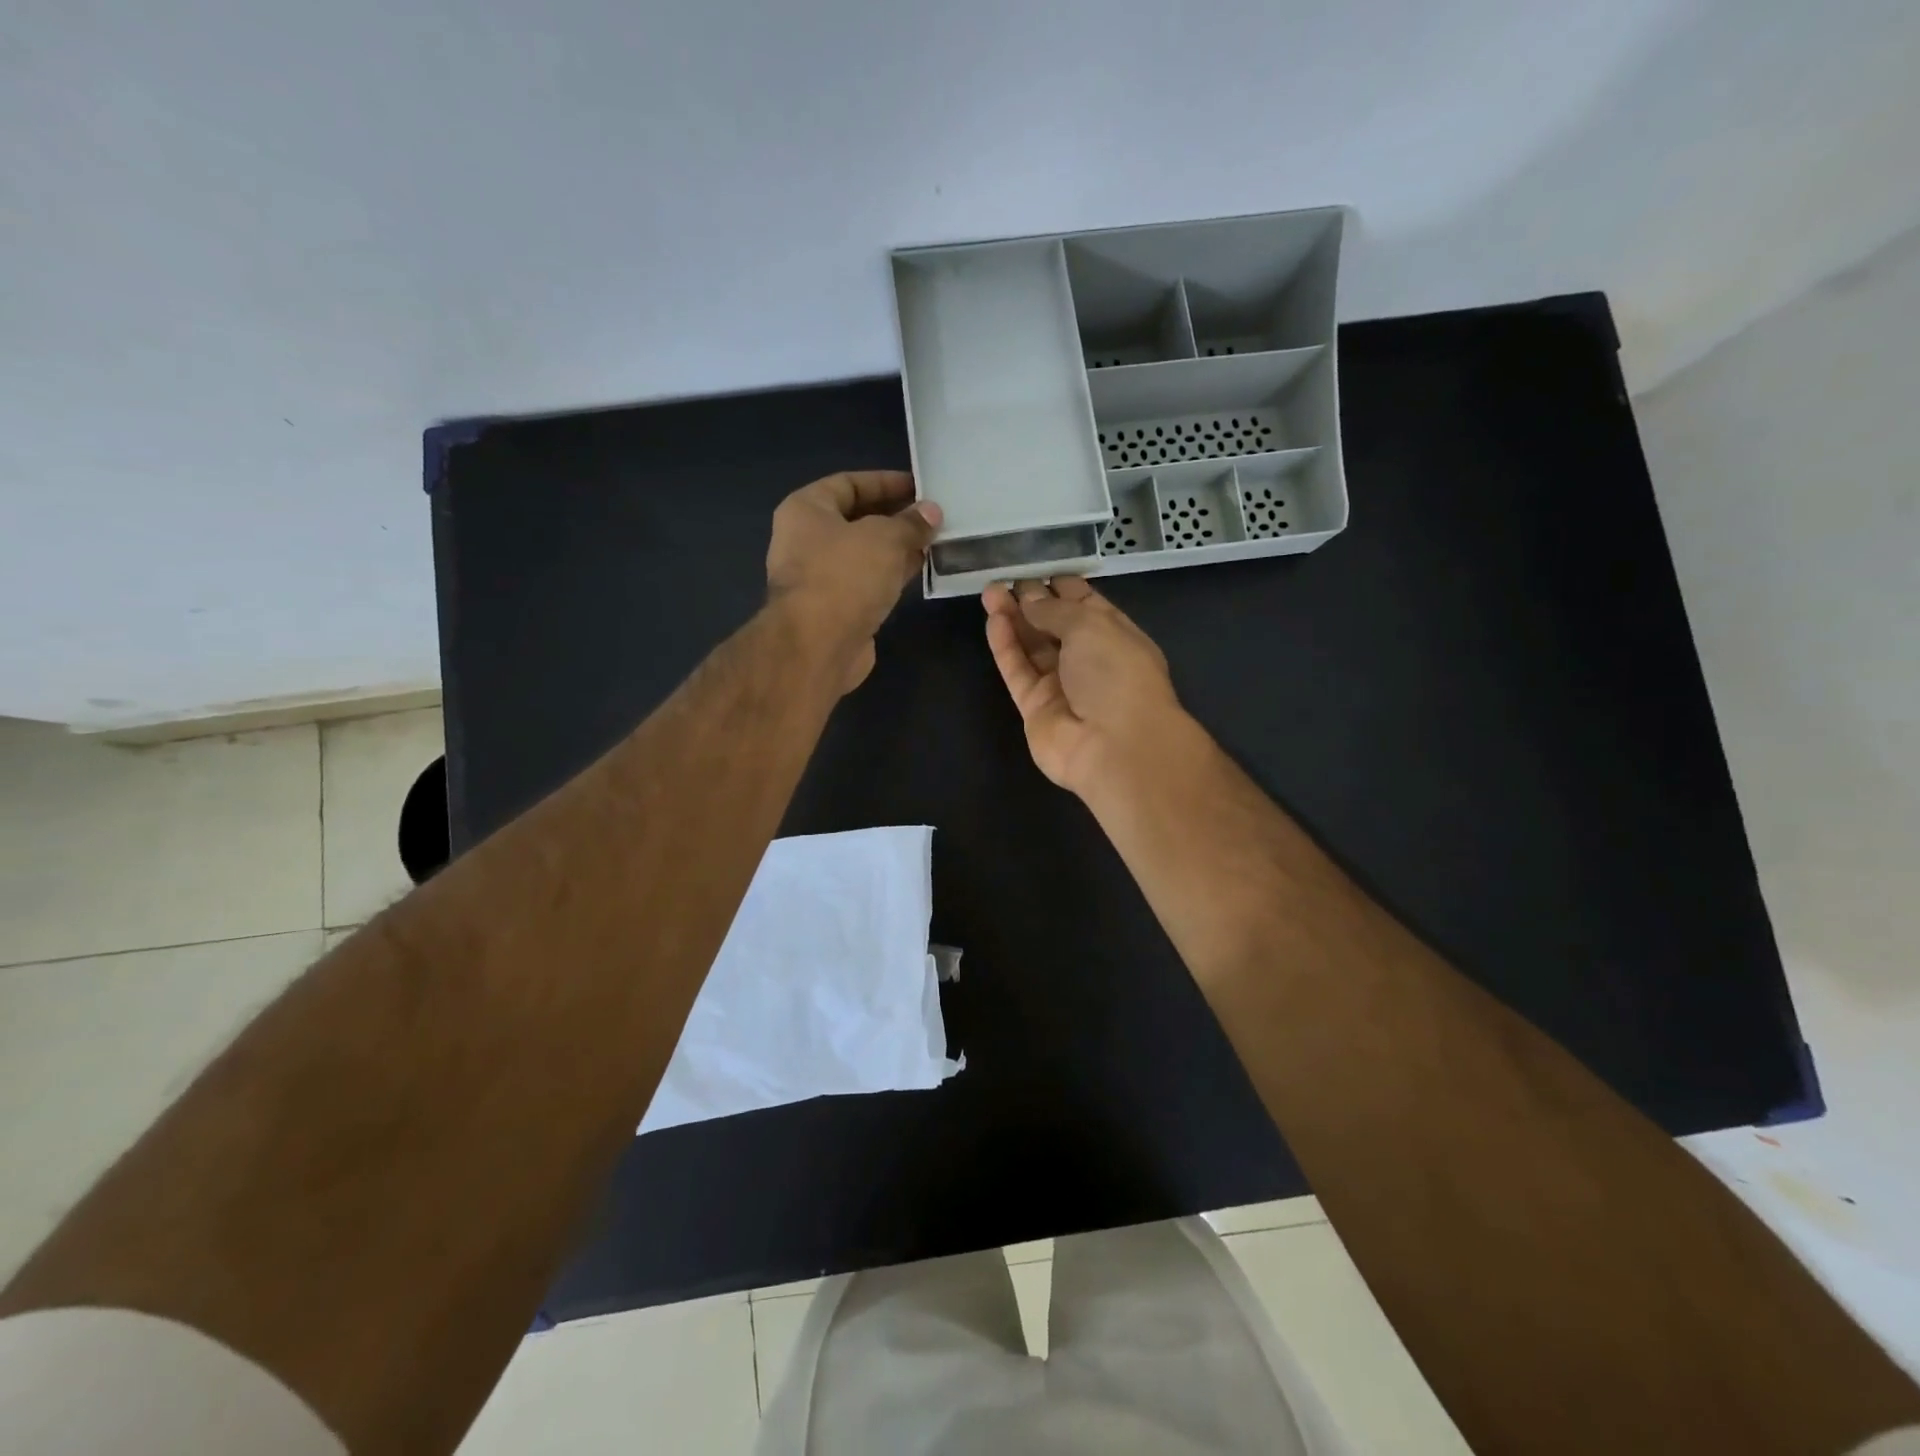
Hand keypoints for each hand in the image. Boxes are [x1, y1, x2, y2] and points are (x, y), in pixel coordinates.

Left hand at [767, 471, 941, 693]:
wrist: (818, 646)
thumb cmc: (844, 576)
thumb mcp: (885, 538)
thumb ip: (910, 523)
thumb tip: (931, 512)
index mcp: (806, 510)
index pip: (848, 484)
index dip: (885, 482)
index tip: (920, 487)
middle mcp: (806, 541)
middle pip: (856, 520)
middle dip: (895, 517)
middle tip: (932, 517)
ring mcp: (819, 578)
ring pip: (864, 554)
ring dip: (896, 548)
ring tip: (933, 542)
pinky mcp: (835, 610)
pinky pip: (867, 582)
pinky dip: (890, 575)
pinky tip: (919, 571)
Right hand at [983, 577, 1187, 796]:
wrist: (1115, 745)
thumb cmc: (1116, 673)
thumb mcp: (1091, 625)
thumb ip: (1054, 609)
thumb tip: (1029, 599)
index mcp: (1114, 636)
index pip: (1085, 605)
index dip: (1062, 587)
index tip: (1037, 569)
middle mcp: (1088, 660)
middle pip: (1054, 625)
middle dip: (1032, 601)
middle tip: (1006, 580)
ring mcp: (1061, 685)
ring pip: (1032, 647)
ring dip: (1013, 619)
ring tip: (990, 592)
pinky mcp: (1035, 707)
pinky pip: (1018, 671)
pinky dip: (1006, 647)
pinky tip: (993, 621)